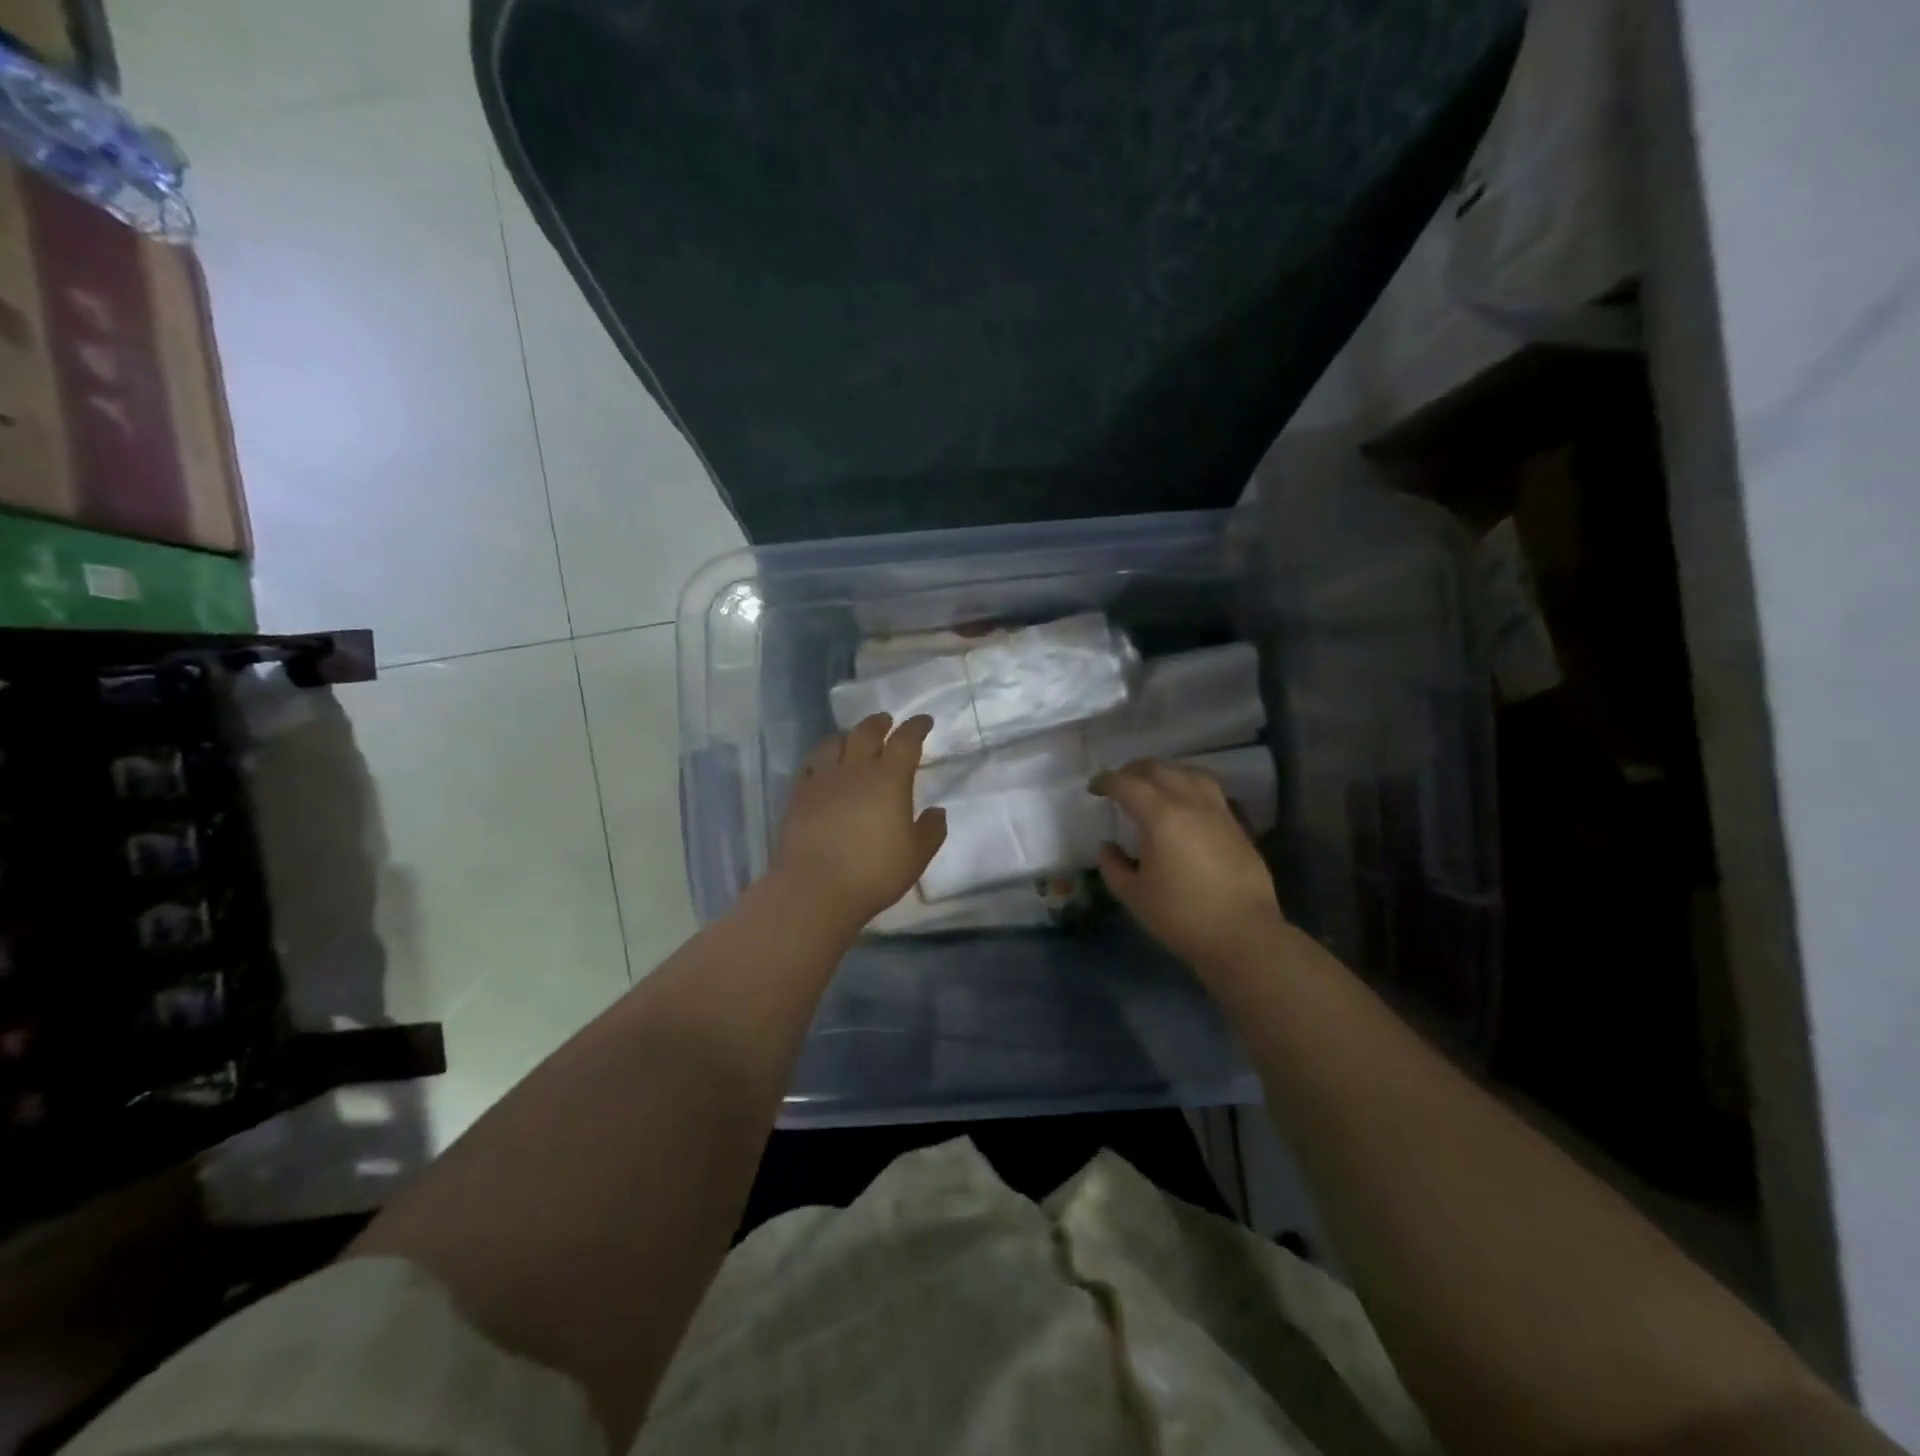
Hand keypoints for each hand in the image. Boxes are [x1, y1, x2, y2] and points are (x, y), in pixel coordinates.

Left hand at [770, 714, 947, 928]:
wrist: (815, 888)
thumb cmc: (873, 872)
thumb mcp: (916, 856)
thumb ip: (930, 831)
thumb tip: (937, 812)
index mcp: (889, 779)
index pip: (906, 741)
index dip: (916, 727)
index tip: (924, 721)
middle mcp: (855, 770)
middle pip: (866, 733)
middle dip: (879, 723)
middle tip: (886, 721)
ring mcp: (822, 781)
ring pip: (834, 743)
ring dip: (847, 736)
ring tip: (852, 738)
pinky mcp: (799, 796)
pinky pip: (810, 765)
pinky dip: (821, 758)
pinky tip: (823, 766)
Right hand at [1092, 760, 1285, 968]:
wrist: (1244, 935)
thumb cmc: (1182, 916)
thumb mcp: (1135, 896)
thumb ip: (1114, 867)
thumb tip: (1108, 848)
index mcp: (1161, 817)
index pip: (1128, 785)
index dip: (1107, 782)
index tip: (1094, 789)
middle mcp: (1191, 804)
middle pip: (1160, 770)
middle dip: (1134, 771)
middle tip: (1119, 782)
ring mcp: (1219, 812)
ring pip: (1190, 774)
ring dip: (1166, 772)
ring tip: (1154, 784)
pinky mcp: (1237, 826)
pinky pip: (1210, 791)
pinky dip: (1190, 786)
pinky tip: (1185, 804)